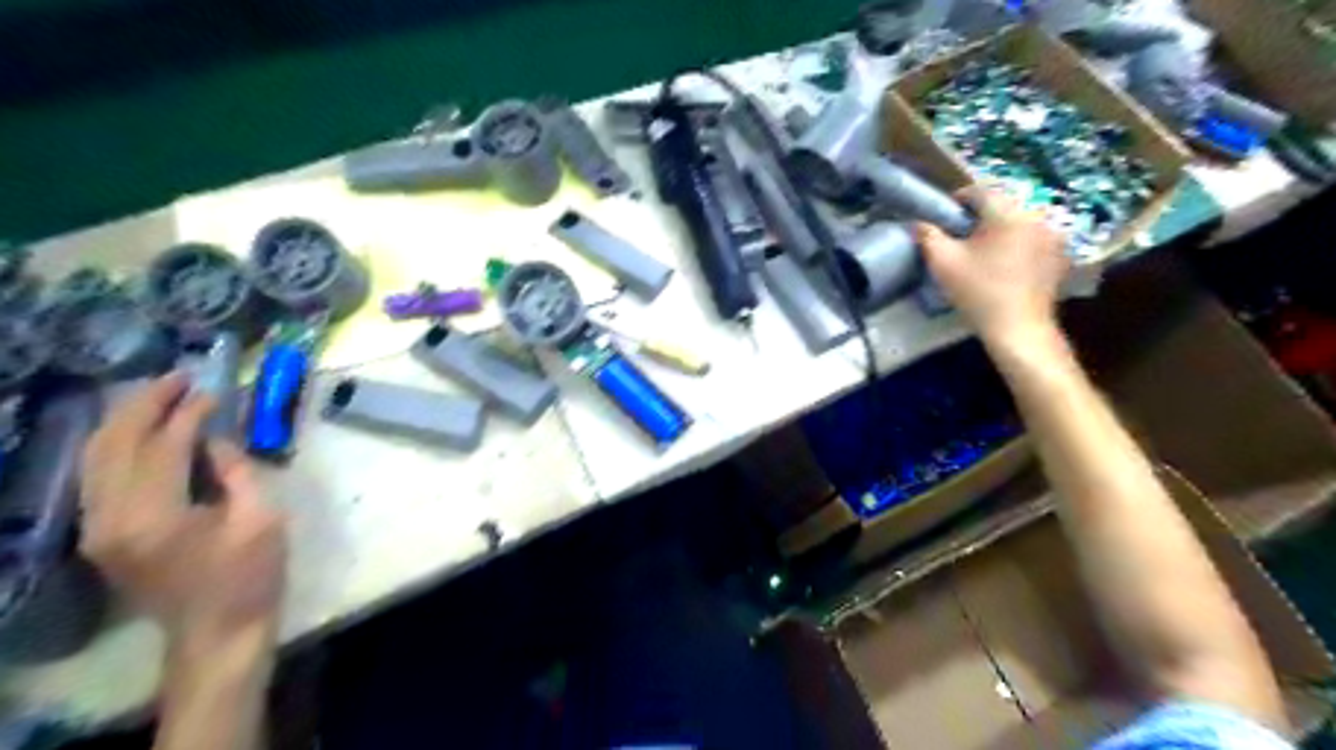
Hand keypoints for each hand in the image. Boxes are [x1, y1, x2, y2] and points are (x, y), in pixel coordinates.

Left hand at [78, 375, 287, 643]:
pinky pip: (99, 476)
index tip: (215, 390)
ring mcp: (98, 529)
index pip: (163, 447)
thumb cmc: (251, 575)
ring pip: (95, 457)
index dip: (189, 414)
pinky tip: (144, 431)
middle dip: (146, 404)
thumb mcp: (262, 518)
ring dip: (126, 420)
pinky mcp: (101, 535)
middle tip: (181, 378)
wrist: (217, 631)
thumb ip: (236, 471)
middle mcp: (110, 518)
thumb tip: (216, 439)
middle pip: (114, 444)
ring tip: (162, 395)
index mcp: (154, 516)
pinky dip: (118, 445)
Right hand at [914, 184, 1070, 342]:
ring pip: (1019, 220)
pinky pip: (1034, 237)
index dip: (958, 200)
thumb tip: (919, 223)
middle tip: (961, 237)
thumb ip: (927, 236)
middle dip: (980, 216)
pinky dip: (1018, 243)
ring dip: (1000, 229)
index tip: (945, 218)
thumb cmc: (978, 292)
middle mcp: (1036, 215)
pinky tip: (1006, 265)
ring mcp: (1053, 235)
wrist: (1018, 328)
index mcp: (1007, 213)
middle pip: (1002, 205)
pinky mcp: (1060, 254)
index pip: (980, 190)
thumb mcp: (943, 263)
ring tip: (984, 251)